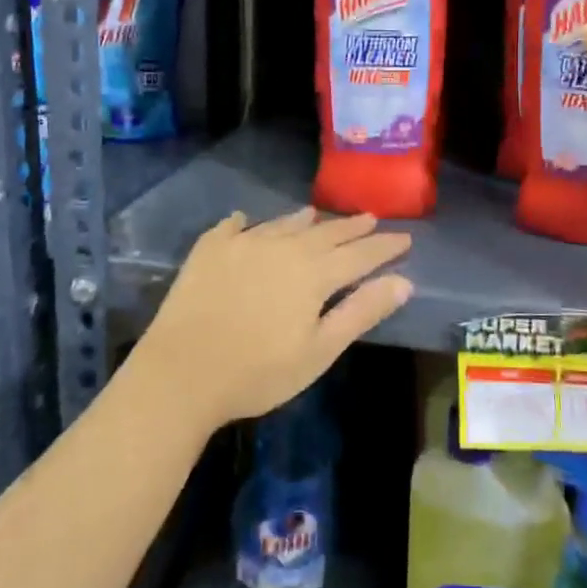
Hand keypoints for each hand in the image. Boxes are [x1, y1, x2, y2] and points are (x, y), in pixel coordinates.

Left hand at [133, 208, 413, 432]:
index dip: (384, 246)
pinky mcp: (208, 251)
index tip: (405, 237)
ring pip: (281, 224)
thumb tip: (403, 281)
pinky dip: (245, 223)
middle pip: (324, 232)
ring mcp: (242, 245)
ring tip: (315, 214)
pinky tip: (244, 220)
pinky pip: (232, 227)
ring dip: (303, 220)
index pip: (359, 254)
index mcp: (313, 273)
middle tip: (370, 218)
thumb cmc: (258, 372)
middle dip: (351, 227)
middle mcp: (282, 247)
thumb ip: (361, 312)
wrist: (181, 373)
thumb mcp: (320, 350)